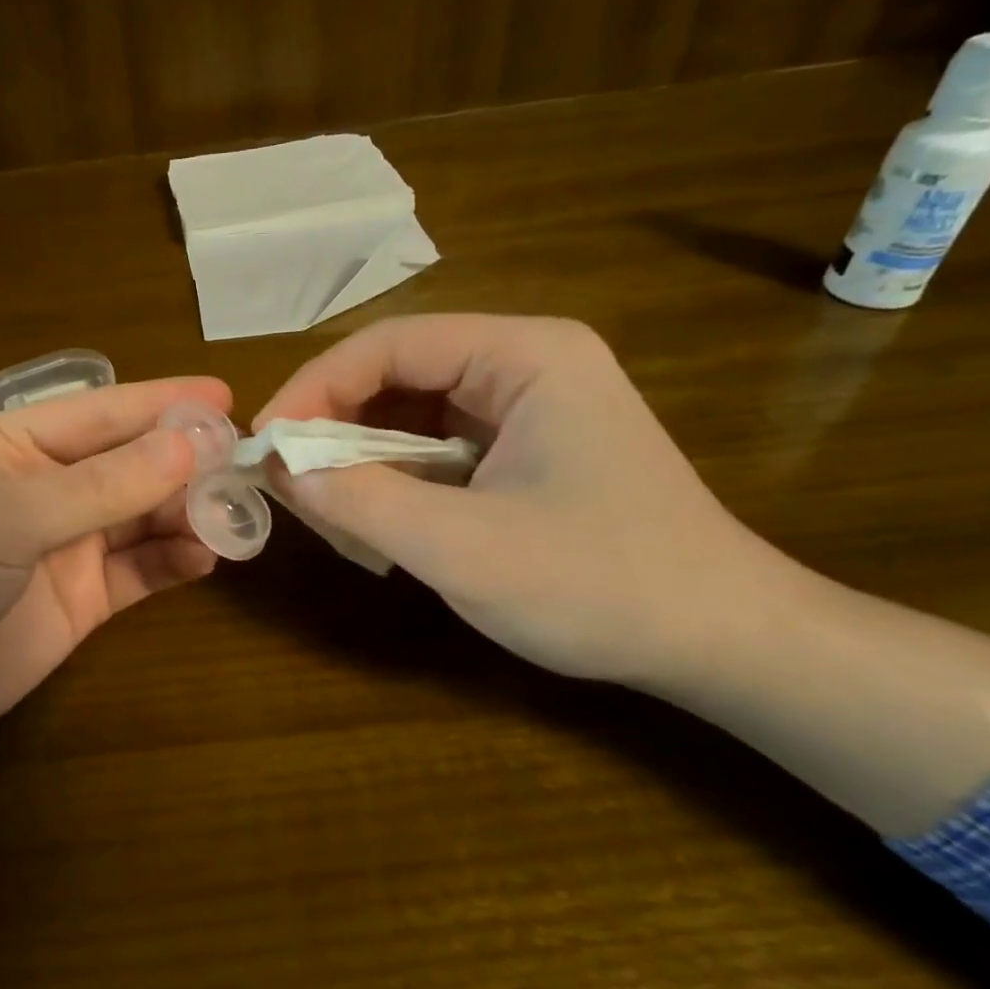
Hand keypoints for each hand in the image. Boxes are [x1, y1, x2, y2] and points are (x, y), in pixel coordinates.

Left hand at [0, 375, 229, 890]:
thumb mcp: (4, 519)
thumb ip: (100, 486)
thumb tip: (190, 446)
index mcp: (15, 443)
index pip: (104, 413)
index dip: (165, 404)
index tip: (228, 399)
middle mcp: (46, 487)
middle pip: (133, 464)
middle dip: (187, 462)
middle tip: (248, 466)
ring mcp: (65, 547)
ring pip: (144, 516)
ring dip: (190, 511)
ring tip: (238, 515)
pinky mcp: (80, 603)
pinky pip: (141, 572)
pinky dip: (176, 561)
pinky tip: (208, 557)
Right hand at [255, 314, 792, 692]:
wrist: (724, 644)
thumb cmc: (602, 586)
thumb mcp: (464, 548)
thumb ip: (362, 502)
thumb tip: (279, 470)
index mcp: (524, 355)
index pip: (388, 345)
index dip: (314, 387)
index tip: (266, 444)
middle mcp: (524, 364)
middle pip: (396, 375)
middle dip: (334, 428)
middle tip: (287, 483)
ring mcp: (525, 408)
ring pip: (409, 415)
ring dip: (359, 459)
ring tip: (325, 509)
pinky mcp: (521, 450)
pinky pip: (433, 449)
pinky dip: (392, 481)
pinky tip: (374, 521)